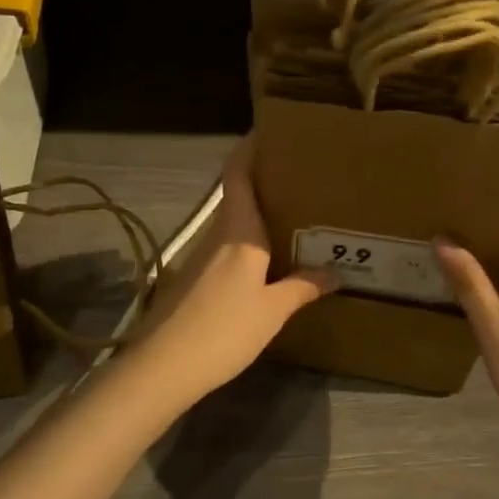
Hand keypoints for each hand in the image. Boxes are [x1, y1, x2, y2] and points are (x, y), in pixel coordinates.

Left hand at [131, 136, 337, 398]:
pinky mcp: (193, 279)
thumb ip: (303, 287)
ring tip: (291, 214)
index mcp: (238, 231)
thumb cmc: (224, 329)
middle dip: (262, 180)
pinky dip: (247, 241)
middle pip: (236, 194)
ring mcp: (200, 257)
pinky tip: (266, 260)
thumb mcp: (273, 311)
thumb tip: (335, 273)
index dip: (248, 148)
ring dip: (255, 213)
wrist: (163, 366)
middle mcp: (217, 235)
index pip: (238, 174)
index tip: (267, 131)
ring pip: (231, 222)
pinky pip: (226, 247)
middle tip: (298, 176)